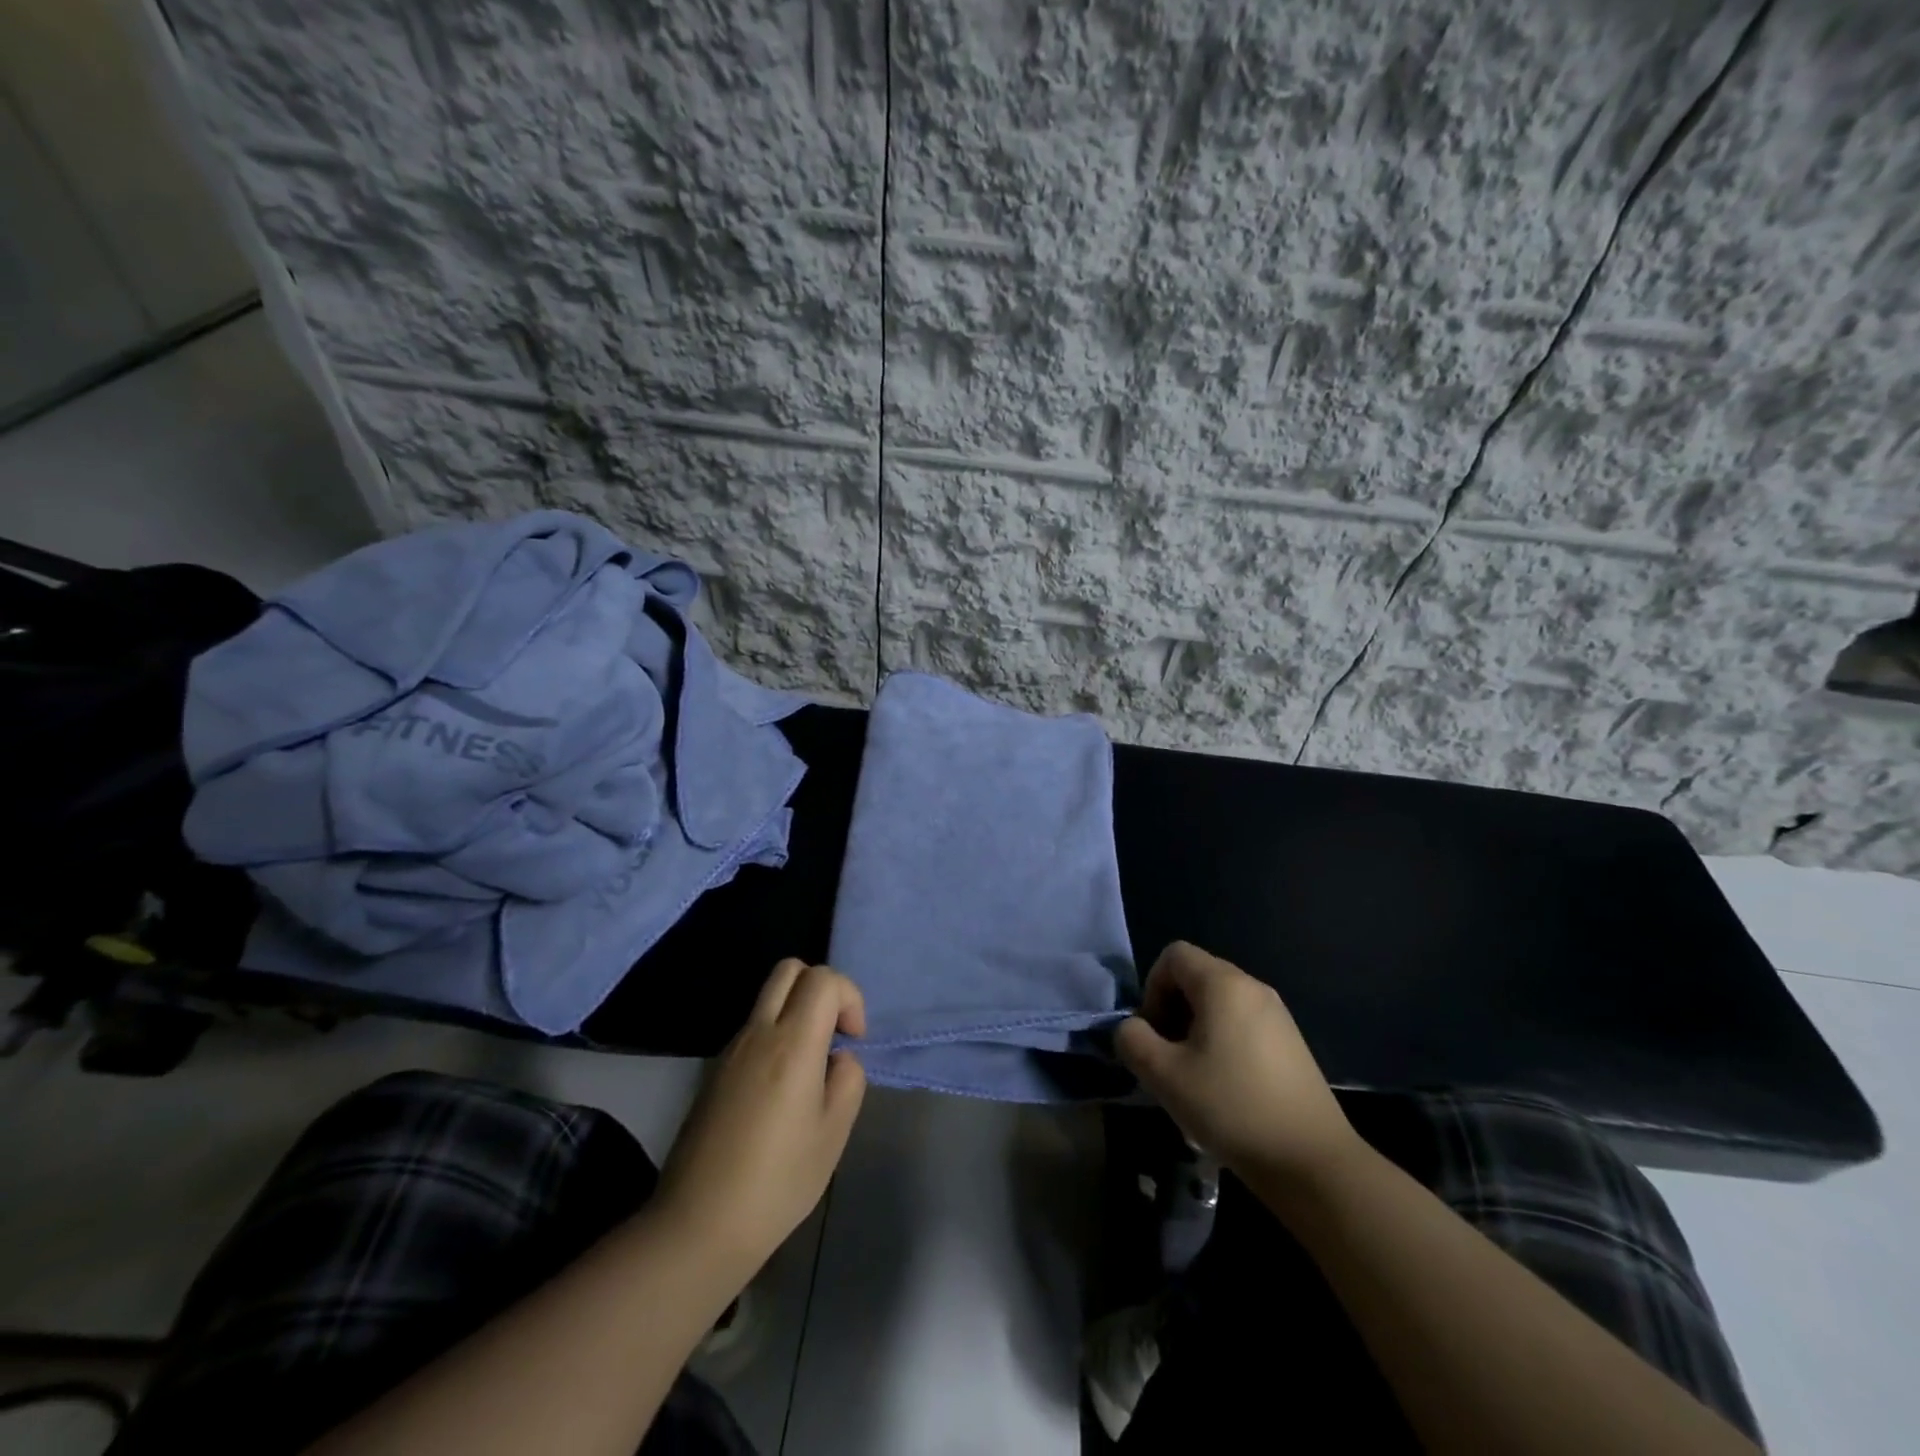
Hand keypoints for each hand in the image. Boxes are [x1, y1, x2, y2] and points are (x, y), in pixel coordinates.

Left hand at [654, 959, 866, 1270]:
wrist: (699, 1224)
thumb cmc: (777, 1181)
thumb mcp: (833, 1134)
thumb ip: (848, 1080)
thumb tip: (838, 1058)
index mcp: (793, 1043)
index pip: (823, 978)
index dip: (849, 997)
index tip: (853, 1039)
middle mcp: (758, 1032)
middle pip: (789, 969)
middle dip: (821, 987)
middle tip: (833, 1032)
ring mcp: (730, 1049)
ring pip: (768, 997)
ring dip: (797, 1011)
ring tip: (810, 1066)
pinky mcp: (714, 1070)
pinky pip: (753, 1028)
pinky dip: (776, 1034)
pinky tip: (780, 1090)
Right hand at [1115, 942, 1359, 1186]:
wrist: (1312, 1162)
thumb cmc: (1232, 1108)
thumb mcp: (1164, 1076)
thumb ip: (1133, 1040)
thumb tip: (1131, 1028)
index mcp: (1223, 984)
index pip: (1173, 955)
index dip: (1152, 988)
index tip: (1153, 1033)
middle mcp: (1252, 987)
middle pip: (1196, 976)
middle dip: (1171, 1009)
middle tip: (1167, 1056)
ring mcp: (1277, 1014)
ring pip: (1218, 1002)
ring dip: (1194, 1028)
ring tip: (1192, 1075)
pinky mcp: (1290, 1042)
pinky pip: (1242, 1022)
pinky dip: (1221, 1040)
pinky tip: (1224, 1087)